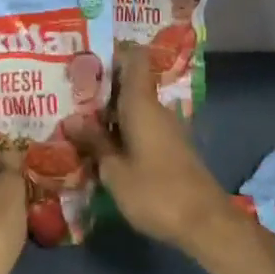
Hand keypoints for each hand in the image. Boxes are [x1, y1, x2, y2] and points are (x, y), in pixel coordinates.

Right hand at [88, 44, 234, 255]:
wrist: (205, 222)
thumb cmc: (156, 191)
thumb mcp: (115, 171)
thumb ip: (94, 142)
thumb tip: (72, 119)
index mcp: (142, 103)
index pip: (134, 58)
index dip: (113, 51)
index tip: (87, 56)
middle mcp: (156, 108)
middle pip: (130, 83)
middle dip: (101, 87)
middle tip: (69, 92)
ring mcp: (166, 128)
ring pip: (134, 107)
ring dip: (110, 112)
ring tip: (78, 120)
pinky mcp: (171, 147)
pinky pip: (142, 125)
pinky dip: (122, 129)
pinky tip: (103, 145)